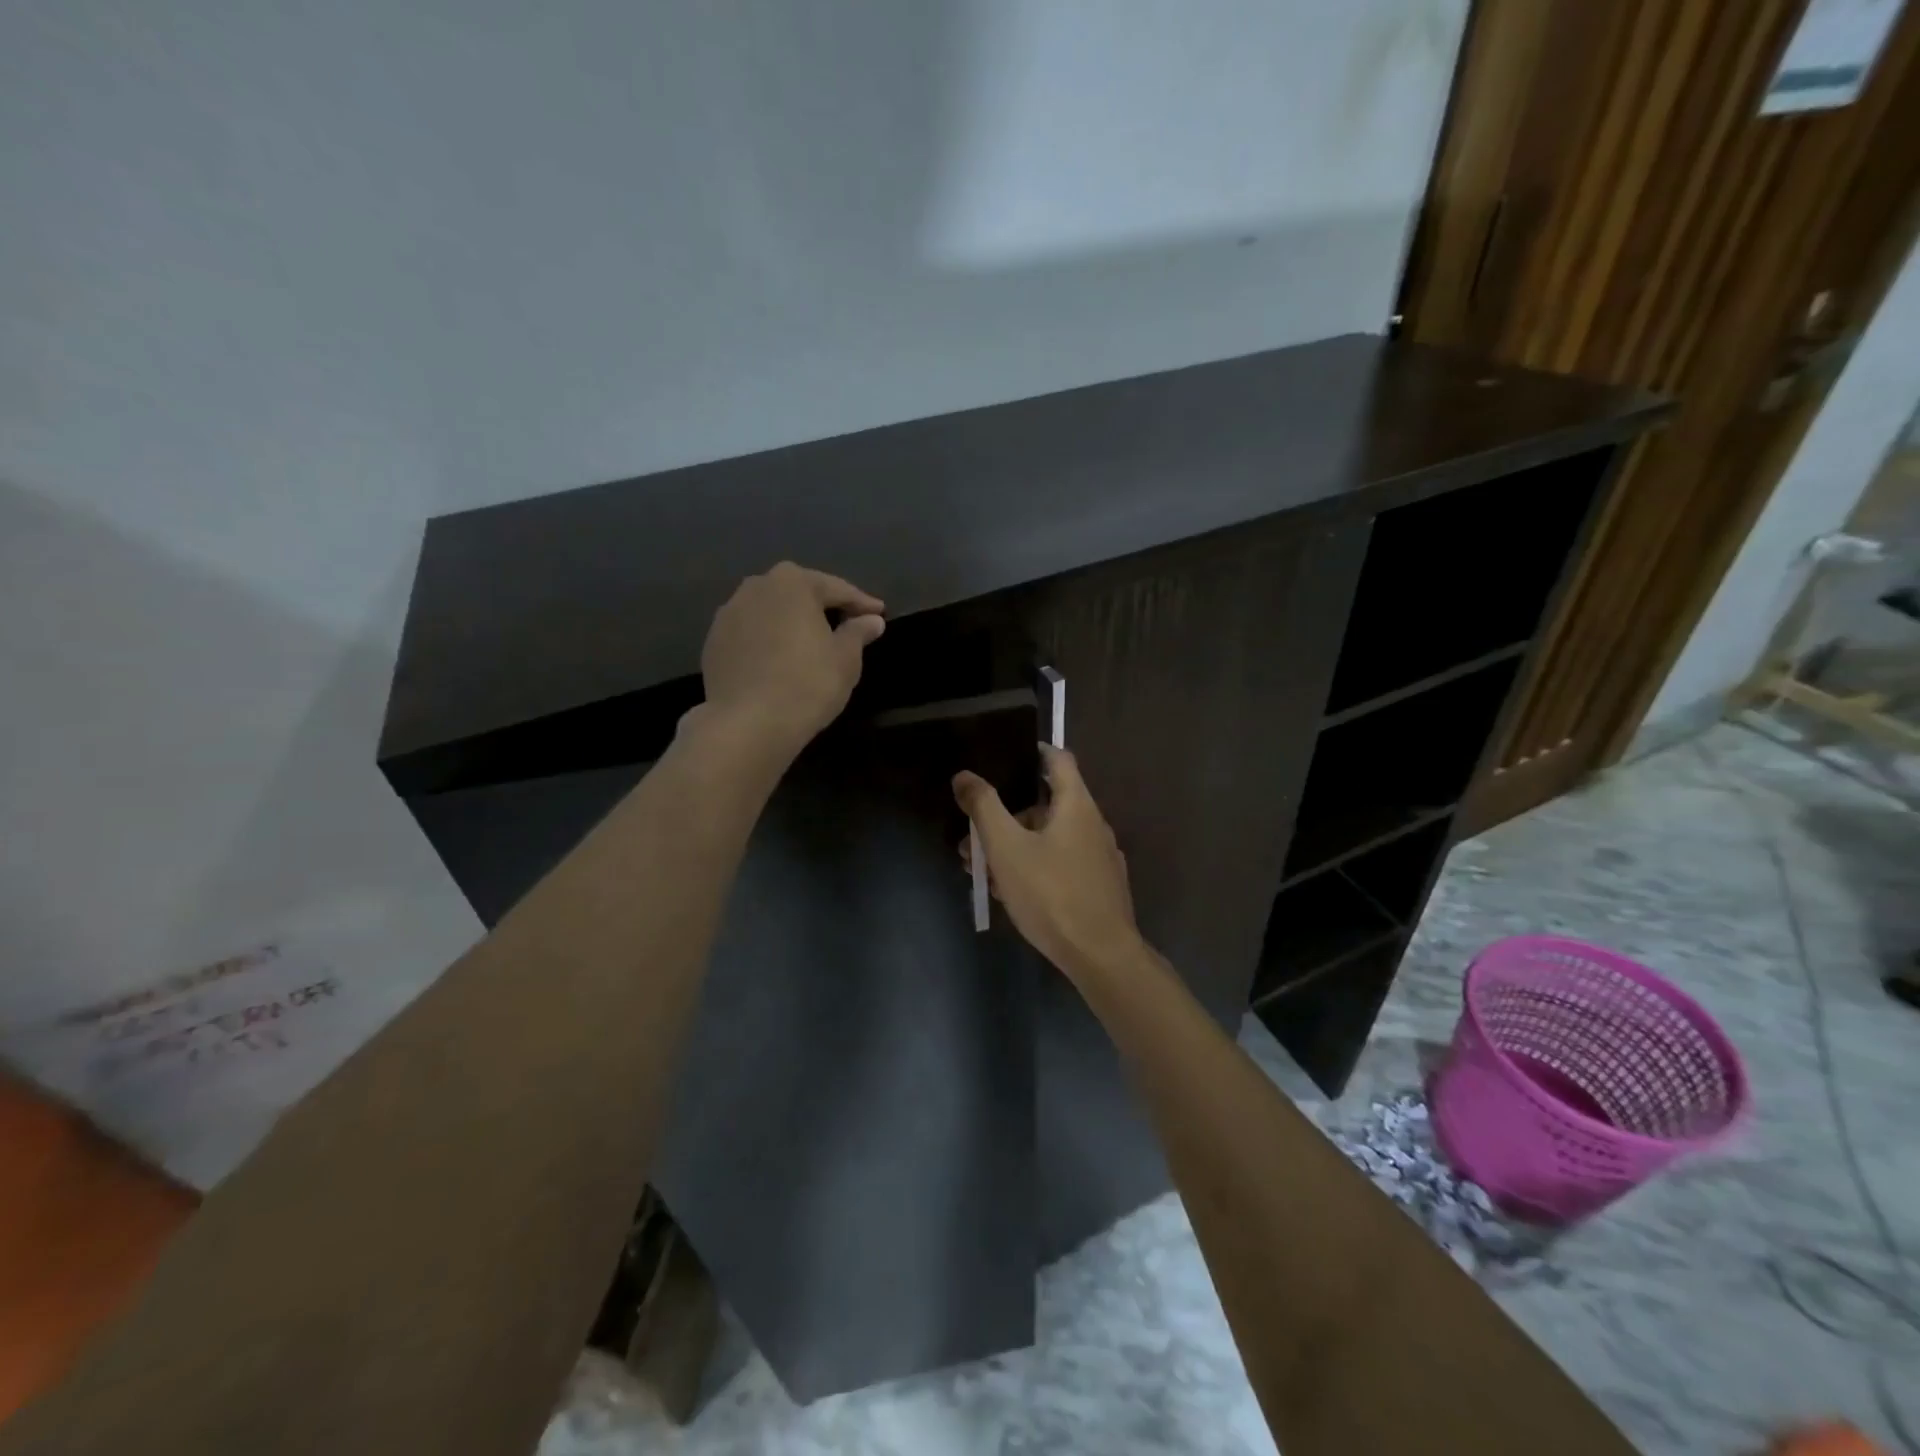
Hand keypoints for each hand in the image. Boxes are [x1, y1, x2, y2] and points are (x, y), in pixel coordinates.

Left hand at [698, 562, 884, 762]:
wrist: (748, 723)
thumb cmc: (808, 683)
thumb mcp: (846, 658)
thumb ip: (858, 632)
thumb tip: (871, 620)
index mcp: (792, 582)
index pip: (836, 589)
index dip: (861, 603)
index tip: (879, 613)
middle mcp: (756, 587)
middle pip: (798, 594)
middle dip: (823, 607)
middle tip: (847, 623)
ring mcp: (728, 614)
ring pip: (770, 612)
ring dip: (791, 623)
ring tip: (811, 642)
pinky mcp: (713, 642)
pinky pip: (751, 634)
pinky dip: (768, 641)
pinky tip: (780, 660)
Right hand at [953, 745, 1143, 985]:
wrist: (1101, 955)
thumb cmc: (1051, 893)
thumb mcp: (1006, 848)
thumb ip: (984, 807)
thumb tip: (964, 775)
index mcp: (1076, 805)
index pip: (1059, 759)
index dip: (1034, 751)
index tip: (1006, 755)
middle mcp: (1093, 824)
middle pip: (1046, 805)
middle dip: (1006, 817)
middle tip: (974, 837)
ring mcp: (1100, 857)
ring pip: (1050, 839)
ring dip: (1015, 847)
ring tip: (982, 872)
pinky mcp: (1099, 886)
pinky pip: (1061, 863)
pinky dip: (1035, 866)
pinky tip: (1011, 893)